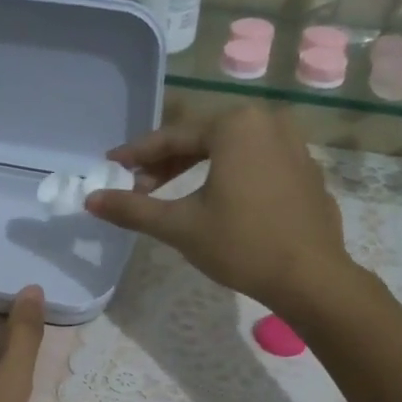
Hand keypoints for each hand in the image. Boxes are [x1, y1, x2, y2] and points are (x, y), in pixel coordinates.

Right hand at [86, 103, 350, 315]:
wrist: (311, 278)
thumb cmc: (242, 245)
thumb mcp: (180, 226)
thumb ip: (133, 209)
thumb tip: (90, 200)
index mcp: (236, 125)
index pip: (173, 136)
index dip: (138, 154)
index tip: (112, 165)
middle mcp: (268, 122)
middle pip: (203, 139)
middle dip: (168, 163)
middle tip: (140, 188)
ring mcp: (294, 145)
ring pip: (231, 151)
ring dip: (197, 168)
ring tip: (172, 196)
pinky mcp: (307, 171)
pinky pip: (257, 163)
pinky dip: (230, 176)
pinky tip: (217, 201)